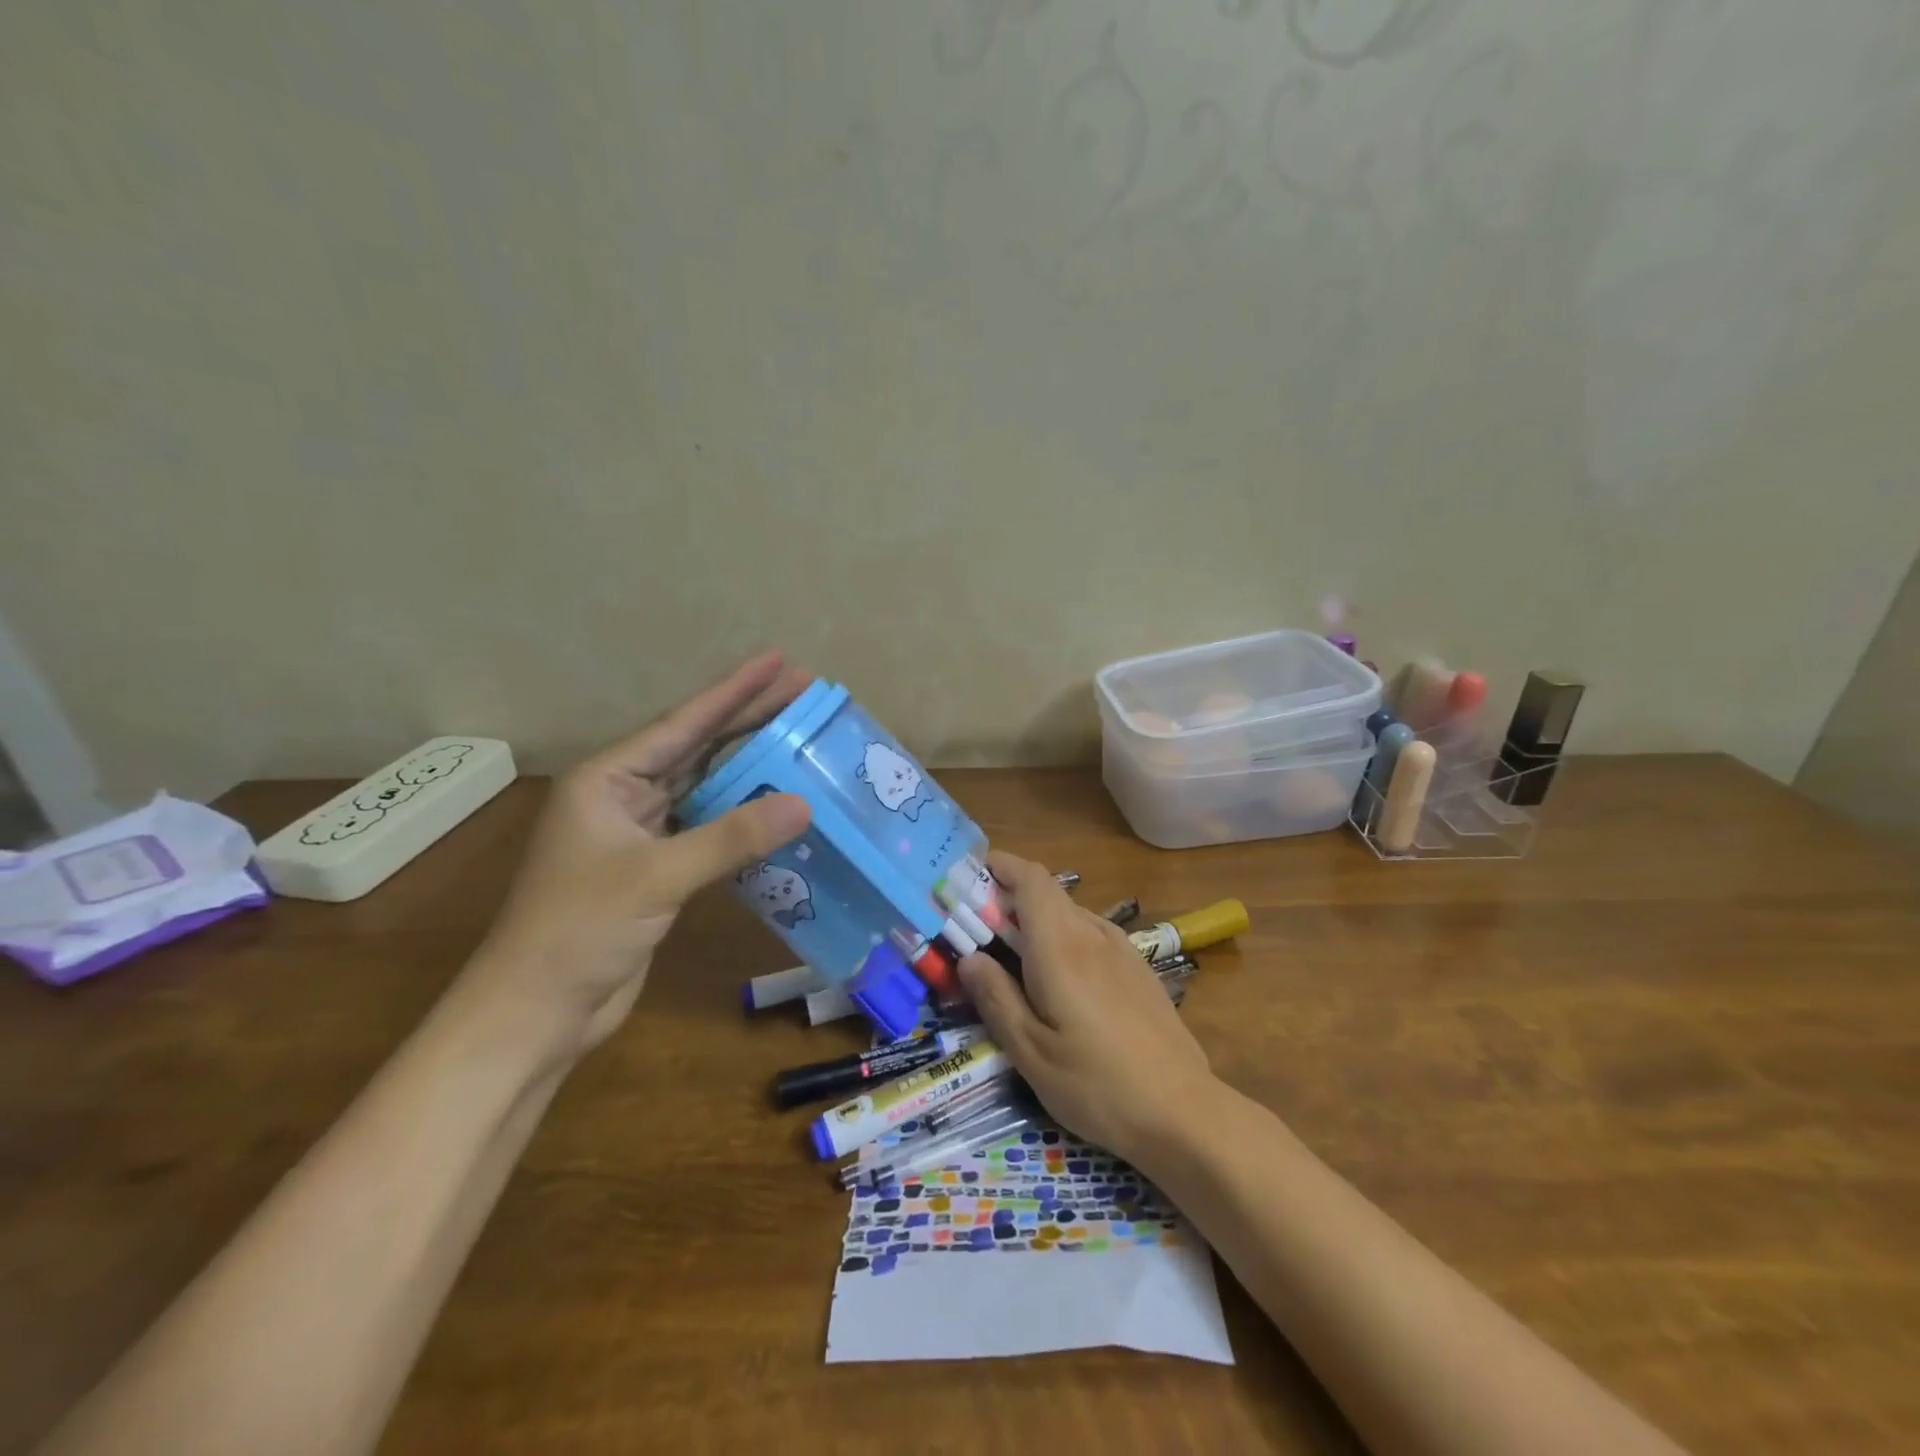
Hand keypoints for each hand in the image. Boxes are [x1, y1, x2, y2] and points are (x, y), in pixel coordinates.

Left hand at [464, 652, 811, 1062]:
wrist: (537, 1012)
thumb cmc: (579, 931)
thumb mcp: (657, 876)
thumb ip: (732, 837)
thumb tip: (804, 803)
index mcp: (608, 779)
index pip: (684, 723)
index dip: (735, 689)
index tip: (780, 659)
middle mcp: (624, 796)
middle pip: (698, 747)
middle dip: (750, 719)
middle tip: (805, 692)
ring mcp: (641, 833)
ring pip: (707, 787)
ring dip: (750, 767)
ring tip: (801, 739)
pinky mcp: (657, 868)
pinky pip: (710, 828)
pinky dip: (744, 817)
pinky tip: (778, 806)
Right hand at [956, 852, 1217, 1165]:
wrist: (1183, 1111)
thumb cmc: (1097, 1084)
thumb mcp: (1031, 1052)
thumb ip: (996, 998)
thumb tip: (969, 957)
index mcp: (1061, 946)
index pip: (1030, 878)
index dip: (999, 865)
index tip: (968, 877)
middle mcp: (1092, 934)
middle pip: (1047, 893)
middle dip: (1008, 898)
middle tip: (977, 930)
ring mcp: (1122, 949)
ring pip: (1069, 914)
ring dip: (1036, 920)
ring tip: (1013, 958)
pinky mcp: (1139, 969)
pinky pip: (1091, 934)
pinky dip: (1062, 938)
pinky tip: (1059, 982)